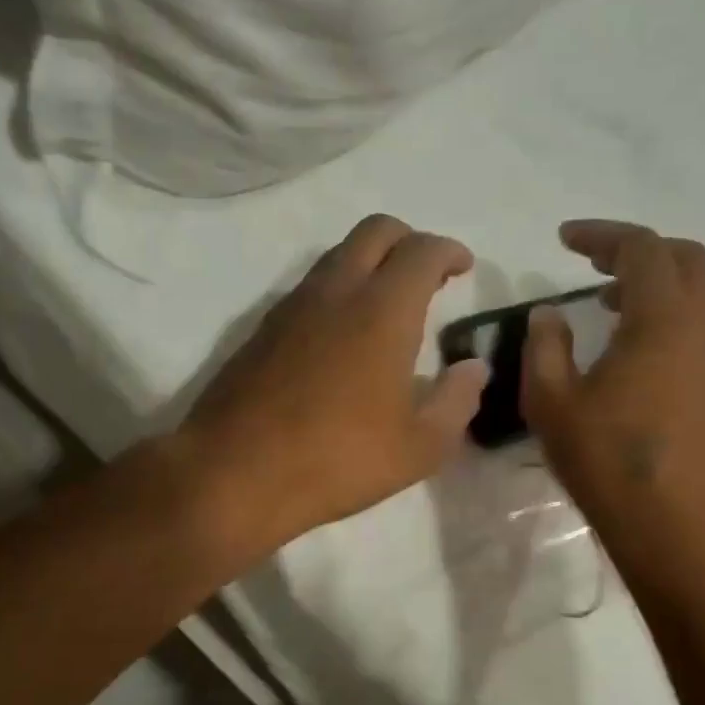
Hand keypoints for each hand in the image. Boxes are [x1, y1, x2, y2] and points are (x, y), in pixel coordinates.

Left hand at [180, 215, 488, 553]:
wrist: (232, 474)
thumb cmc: (337, 460)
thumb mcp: (419, 447)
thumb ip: (457, 401)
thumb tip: (472, 369)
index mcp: (383, 310)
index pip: (422, 250)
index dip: (449, 251)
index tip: (463, 266)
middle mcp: (336, 291)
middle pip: (376, 231)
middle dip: (410, 240)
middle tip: (429, 275)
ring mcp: (292, 306)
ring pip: (339, 255)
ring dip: (371, 262)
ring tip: (389, 305)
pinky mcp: (263, 328)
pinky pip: (310, 286)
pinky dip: (339, 289)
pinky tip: (344, 335)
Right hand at [522, 220, 704, 571]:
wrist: (676, 528)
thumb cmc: (608, 461)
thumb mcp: (552, 401)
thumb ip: (545, 346)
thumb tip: (550, 314)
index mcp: (664, 320)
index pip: (642, 248)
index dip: (601, 234)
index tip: (563, 239)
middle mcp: (703, 327)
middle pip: (684, 257)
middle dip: (636, 248)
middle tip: (591, 260)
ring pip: (697, 290)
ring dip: (653, 281)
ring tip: (604, 301)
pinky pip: (698, 322)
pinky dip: (665, 311)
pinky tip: (628, 343)